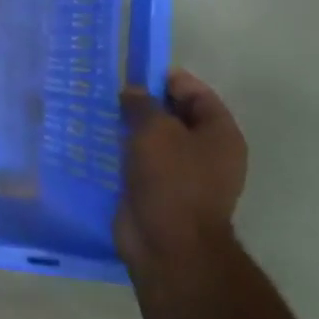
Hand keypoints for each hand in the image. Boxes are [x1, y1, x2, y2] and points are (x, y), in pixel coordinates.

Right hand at [116, 69, 246, 273]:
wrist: (168, 246)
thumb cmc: (171, 180)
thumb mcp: (155, 130)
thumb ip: (143, 104)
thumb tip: (132, 91)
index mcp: (220, 134)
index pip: (196, 93)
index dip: (167, 79)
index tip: (133, 72)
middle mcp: (207, 152)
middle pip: (175, 116)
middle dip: (144, 104)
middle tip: (110, 93)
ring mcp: (183, 175)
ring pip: (154, 141)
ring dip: (130, 129)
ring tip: (99, 114)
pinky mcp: (159, 193)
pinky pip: (140, 164)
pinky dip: (123, 153)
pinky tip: (98, 143)